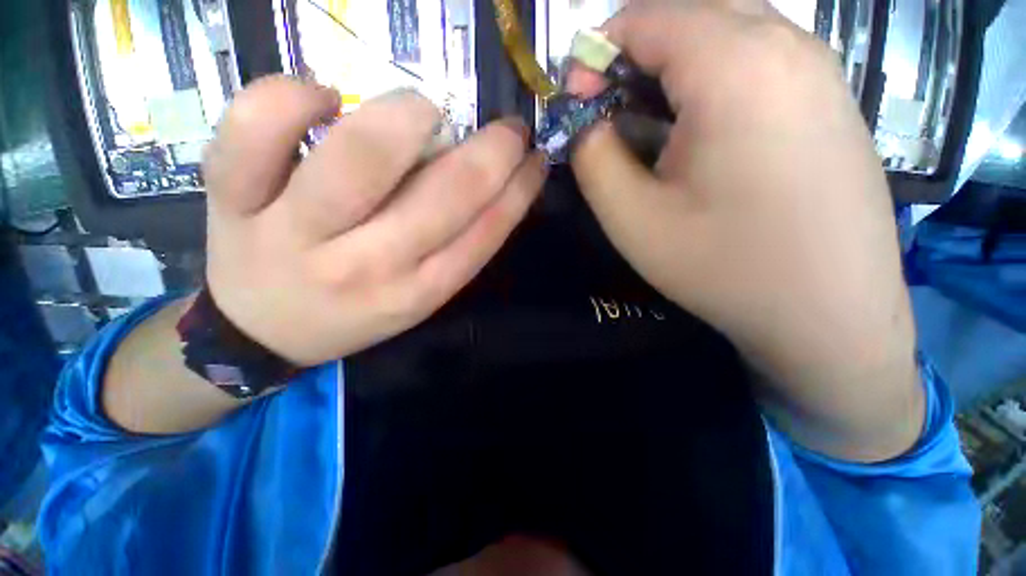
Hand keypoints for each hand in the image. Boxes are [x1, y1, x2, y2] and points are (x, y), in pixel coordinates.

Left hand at [203, 77, 545, 366]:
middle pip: (441, 198)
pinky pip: (253, 132)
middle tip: (507, 130)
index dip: (519, 191)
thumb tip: (492, 185)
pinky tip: (322, 96)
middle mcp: (365, 267)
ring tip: (425, 111)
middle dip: (491, 153)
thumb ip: (454, 248)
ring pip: (359, 157)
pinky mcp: (233, 200)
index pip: (483, 234)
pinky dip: (290, 96)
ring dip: (408, 118)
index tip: (535, 159)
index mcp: (415, 293)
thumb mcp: (417, 297)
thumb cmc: (351, 313)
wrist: (259, 333)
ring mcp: (292, 231)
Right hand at [570, 1, 921, 460]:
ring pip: (724, 30)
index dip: (595, 52)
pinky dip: (709, 78)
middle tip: (607, 112)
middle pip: (687, 13)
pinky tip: (696, 133)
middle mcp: (788, 44)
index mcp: (736, 65)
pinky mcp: (829, 97)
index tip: (576, 103)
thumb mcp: (631, 217)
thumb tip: (584, 119)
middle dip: (632, 55)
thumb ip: (592, 156)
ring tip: (646, 126)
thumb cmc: (723, 269)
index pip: (645, 16)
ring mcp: (818, 68)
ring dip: (670, 67)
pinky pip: (756, 58)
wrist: (829, 317)